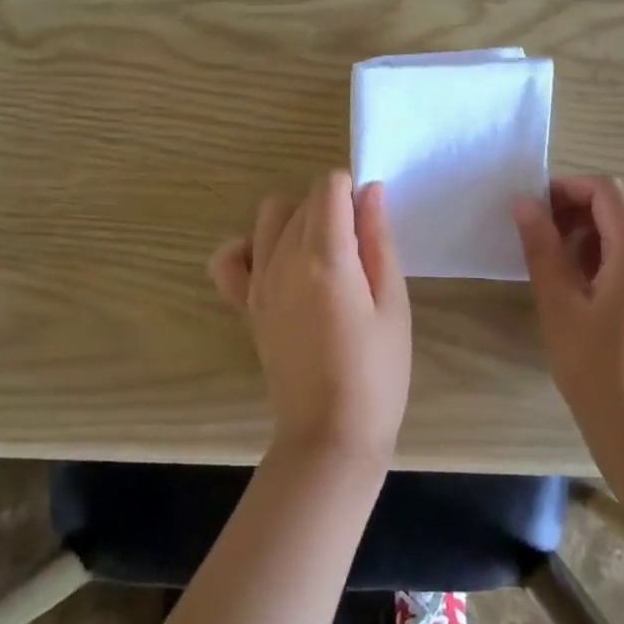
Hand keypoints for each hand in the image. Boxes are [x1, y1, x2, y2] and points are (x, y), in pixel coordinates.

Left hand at [210, 171, 411, 464]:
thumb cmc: (377, 373)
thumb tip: (371, 191)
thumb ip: (379, 240)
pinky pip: (230, 258)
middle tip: (361, 249)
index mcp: (325, 258)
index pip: (328, 186)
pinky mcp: (247, 305)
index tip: (370, 220)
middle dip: (333, 206)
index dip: (353, 189)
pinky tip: (277, 262)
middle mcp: (283, 260)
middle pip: (303, 199)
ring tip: (324, 254)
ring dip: (297, 218)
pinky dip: (249, 247)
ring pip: (270, 216)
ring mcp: (258, 282)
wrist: (330, 436)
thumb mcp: (393, 304)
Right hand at [514, 176, 623, 466]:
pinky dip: (619, 251)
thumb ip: (542, 248)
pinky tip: (595, 285)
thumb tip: (526, 205)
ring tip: (565, 263)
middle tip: (544, 236)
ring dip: (599, 230)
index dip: (569, 189)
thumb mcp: (558, 307)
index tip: (537, 209)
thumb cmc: (596, 371)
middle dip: (581, 209)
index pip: (608, 191)